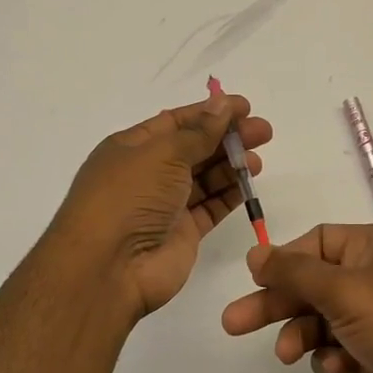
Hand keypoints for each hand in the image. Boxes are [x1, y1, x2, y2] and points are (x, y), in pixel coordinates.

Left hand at [50, 92, 272, 319]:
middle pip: (194, 148)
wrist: (109, 267)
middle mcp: (147, 174)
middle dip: (227, 137)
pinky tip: (249, 181)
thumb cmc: (129, 197)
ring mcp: (165, 205)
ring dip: (231, 165)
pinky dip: (230, 193)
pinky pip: (211, 206)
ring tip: (258, 160)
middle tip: (263, 132)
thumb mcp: (163, 154)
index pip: (176, 122)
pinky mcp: (183, 232)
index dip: (210, 113)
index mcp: (132, 147)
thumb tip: (221, 105)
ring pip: (204, 178)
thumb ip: (199, 132)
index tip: (245, 107)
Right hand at [221, 223, 372, 372]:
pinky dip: (331, 358)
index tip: (254, 280)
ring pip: (324, 319)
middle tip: (233, 324)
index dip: (285, 259)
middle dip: (277, 303)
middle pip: (314, 283)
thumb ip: (294, 272)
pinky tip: (332, 370)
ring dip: (301, 334)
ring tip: (287, 355)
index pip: (318, 241)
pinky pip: (342, 349)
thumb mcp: (344, 289)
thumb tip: (255, 252)